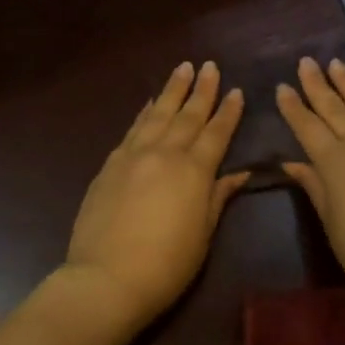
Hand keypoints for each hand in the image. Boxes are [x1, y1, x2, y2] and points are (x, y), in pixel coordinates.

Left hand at [61, 61, 248, 337]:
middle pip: (187, 115)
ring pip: (157, 114)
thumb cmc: (166, 265)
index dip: (228, 112)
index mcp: (194, 171)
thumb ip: (218, 197)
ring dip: (171, 90)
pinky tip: (149, 103)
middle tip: (210, 66)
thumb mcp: (203, 234)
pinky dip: (144, 113)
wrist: (106, 278)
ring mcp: (133, 156)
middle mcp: (164, 153)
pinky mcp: (110, 165)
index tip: (236, 90)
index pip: (216, 133)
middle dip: (201, 90)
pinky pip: (132, 129)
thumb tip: (239, 173)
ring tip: (182, 68)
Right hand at [276, 56, 344, 315]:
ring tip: (337, 64)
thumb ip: (314, 186)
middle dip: (318, 84)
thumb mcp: (332, 223)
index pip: (308, 126)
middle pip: (336, 107)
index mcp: (337, 162)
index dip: (294, 107)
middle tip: (306, 61)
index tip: (282, 87)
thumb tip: (293, 162)